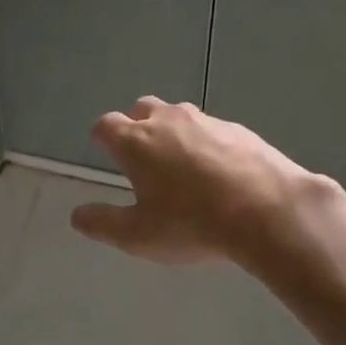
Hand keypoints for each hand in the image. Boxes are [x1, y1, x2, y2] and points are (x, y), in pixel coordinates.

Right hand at [70, 97, 329, 266]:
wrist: (268, 210)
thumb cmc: (193, 223)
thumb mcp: (139, 235)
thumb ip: (103, 223)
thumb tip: (77, 215)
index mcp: (136, 142)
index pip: (106, 125)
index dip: (101, 136)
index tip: (102, 148)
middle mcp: (167, 120)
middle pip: (142, 109)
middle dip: (137, 126)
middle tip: (142, 156)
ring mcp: (206, 120)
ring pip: (179, 116)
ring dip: (173, 133)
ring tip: (183, 166)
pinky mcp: (239, 129)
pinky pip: (212, 129)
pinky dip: (207, 143)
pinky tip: (220, 172)